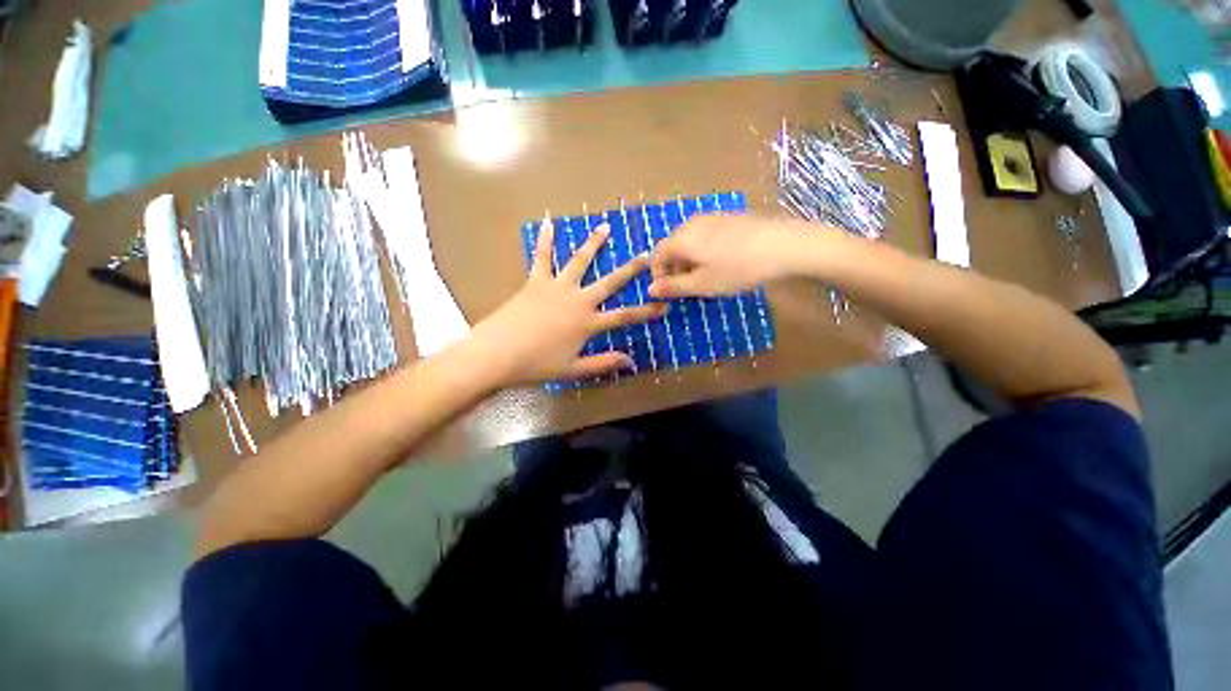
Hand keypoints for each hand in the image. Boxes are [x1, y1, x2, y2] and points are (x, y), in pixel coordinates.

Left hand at [469, 220, 665, 386]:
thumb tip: (631, 362)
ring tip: (605, 227)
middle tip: (646, 255)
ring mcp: (557, 287)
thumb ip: (603, 364)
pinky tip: (548, 223)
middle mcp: (578, 300)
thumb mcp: (573, 370)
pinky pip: (541, 257)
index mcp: (588, 323)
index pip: (625, 316)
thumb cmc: (536, 364)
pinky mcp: (535, 281)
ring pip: (580, 261)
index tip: (664, 305)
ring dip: (594, 244)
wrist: (498, 352)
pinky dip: (544, 240)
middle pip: (609, 282)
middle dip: (630, 269)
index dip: (646, 312)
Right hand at [648, 215, 810, 298]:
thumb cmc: (737, 269)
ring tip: (704, 277)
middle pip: (672, 246)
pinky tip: (721, 263)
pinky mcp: (729, 218)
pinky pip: (706, 235)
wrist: (784, 245)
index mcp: (681, 238)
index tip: (667, 291)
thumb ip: (673, 287)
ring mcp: (712, 218)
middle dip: (673, 268)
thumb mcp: (702, 284)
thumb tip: (649, 289)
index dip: (658, 274)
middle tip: (686, 288)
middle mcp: (692, 223)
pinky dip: (703, 251)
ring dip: (689, 260)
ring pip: (690, 241)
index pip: (657, 254)